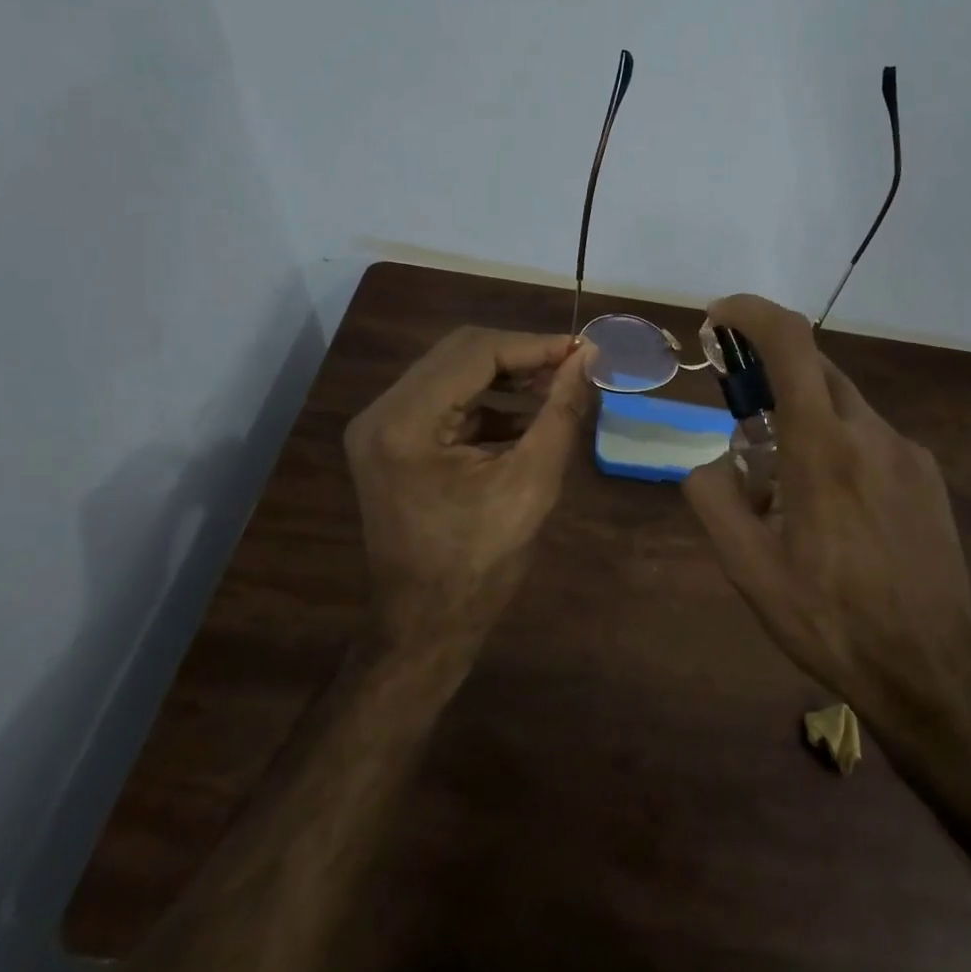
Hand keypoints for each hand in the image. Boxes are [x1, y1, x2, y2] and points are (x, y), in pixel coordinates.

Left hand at [345, 326, 596, 652]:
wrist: (426, 626)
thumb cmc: (480, 564)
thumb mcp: (531, 484)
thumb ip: (560, 412)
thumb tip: (588, 359)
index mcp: (405, 422)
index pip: (476, 353)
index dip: (536, 345)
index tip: (585, 349)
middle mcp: (383, 412)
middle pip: (460, 354)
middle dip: (522, 356)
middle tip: (574, 364)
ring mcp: (383, 427)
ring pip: (454, 373)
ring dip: (507, 376)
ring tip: (558, 385)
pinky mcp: (394, 441)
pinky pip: (447, 401)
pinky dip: (489, 402)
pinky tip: (529, 415)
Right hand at [682, 295, 970, 722]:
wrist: (933, 671)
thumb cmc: (830, 619)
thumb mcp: (747, 568)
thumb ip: (712, 498)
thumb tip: (709, 462)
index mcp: (822, 447)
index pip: (790, 342)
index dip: (751, 312)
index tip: (719, 317)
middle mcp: (871, 432)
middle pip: (815, 368)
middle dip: (770, 375)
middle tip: (743, 422)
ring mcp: (908, 451)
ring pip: (842, 405)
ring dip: (804, 420)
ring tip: (789, 490)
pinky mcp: (927, 475)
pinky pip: (870, 437)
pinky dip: (838, 446)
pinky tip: (837, 510)